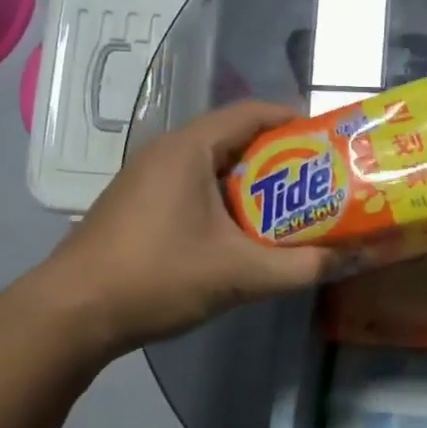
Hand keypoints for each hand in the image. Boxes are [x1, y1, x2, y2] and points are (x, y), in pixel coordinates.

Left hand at [37, 101, 332, 353]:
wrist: (71, 314)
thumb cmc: (157, 277)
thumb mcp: (239, 274)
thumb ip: (302, 267)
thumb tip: (354, 258)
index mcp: (189, 148)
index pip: (253, 113)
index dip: (295, 121)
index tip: (330, 144)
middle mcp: (166, 152)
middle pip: (235, 140)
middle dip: (281, 159)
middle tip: (320, 183)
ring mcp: (146, 179)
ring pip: (213, 168)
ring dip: (253, 186)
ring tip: (291, 210)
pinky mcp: (137, 206)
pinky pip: (193, 189)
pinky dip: (225, 202)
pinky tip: (243, 236)